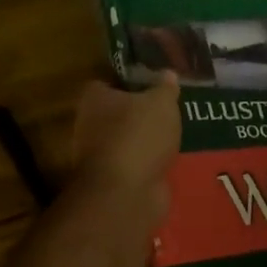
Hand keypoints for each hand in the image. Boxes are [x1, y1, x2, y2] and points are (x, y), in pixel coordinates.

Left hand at [73, 73, 181, 210]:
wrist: (127, 192)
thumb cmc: (139, 135)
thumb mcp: (161, 103)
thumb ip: (165, 88)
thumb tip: (168, 74)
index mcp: (94, 98)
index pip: (108, 82)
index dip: (130, 82)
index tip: (153, 84)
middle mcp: (90, 125)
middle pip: (117, 114)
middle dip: (140, 114)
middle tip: (170, 110)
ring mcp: (100, 156)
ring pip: (127, 141)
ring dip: (147, 141)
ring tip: (177, 135)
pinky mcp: (114, 181)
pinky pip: (136, 165)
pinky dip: (150, 164)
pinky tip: (171, 160)